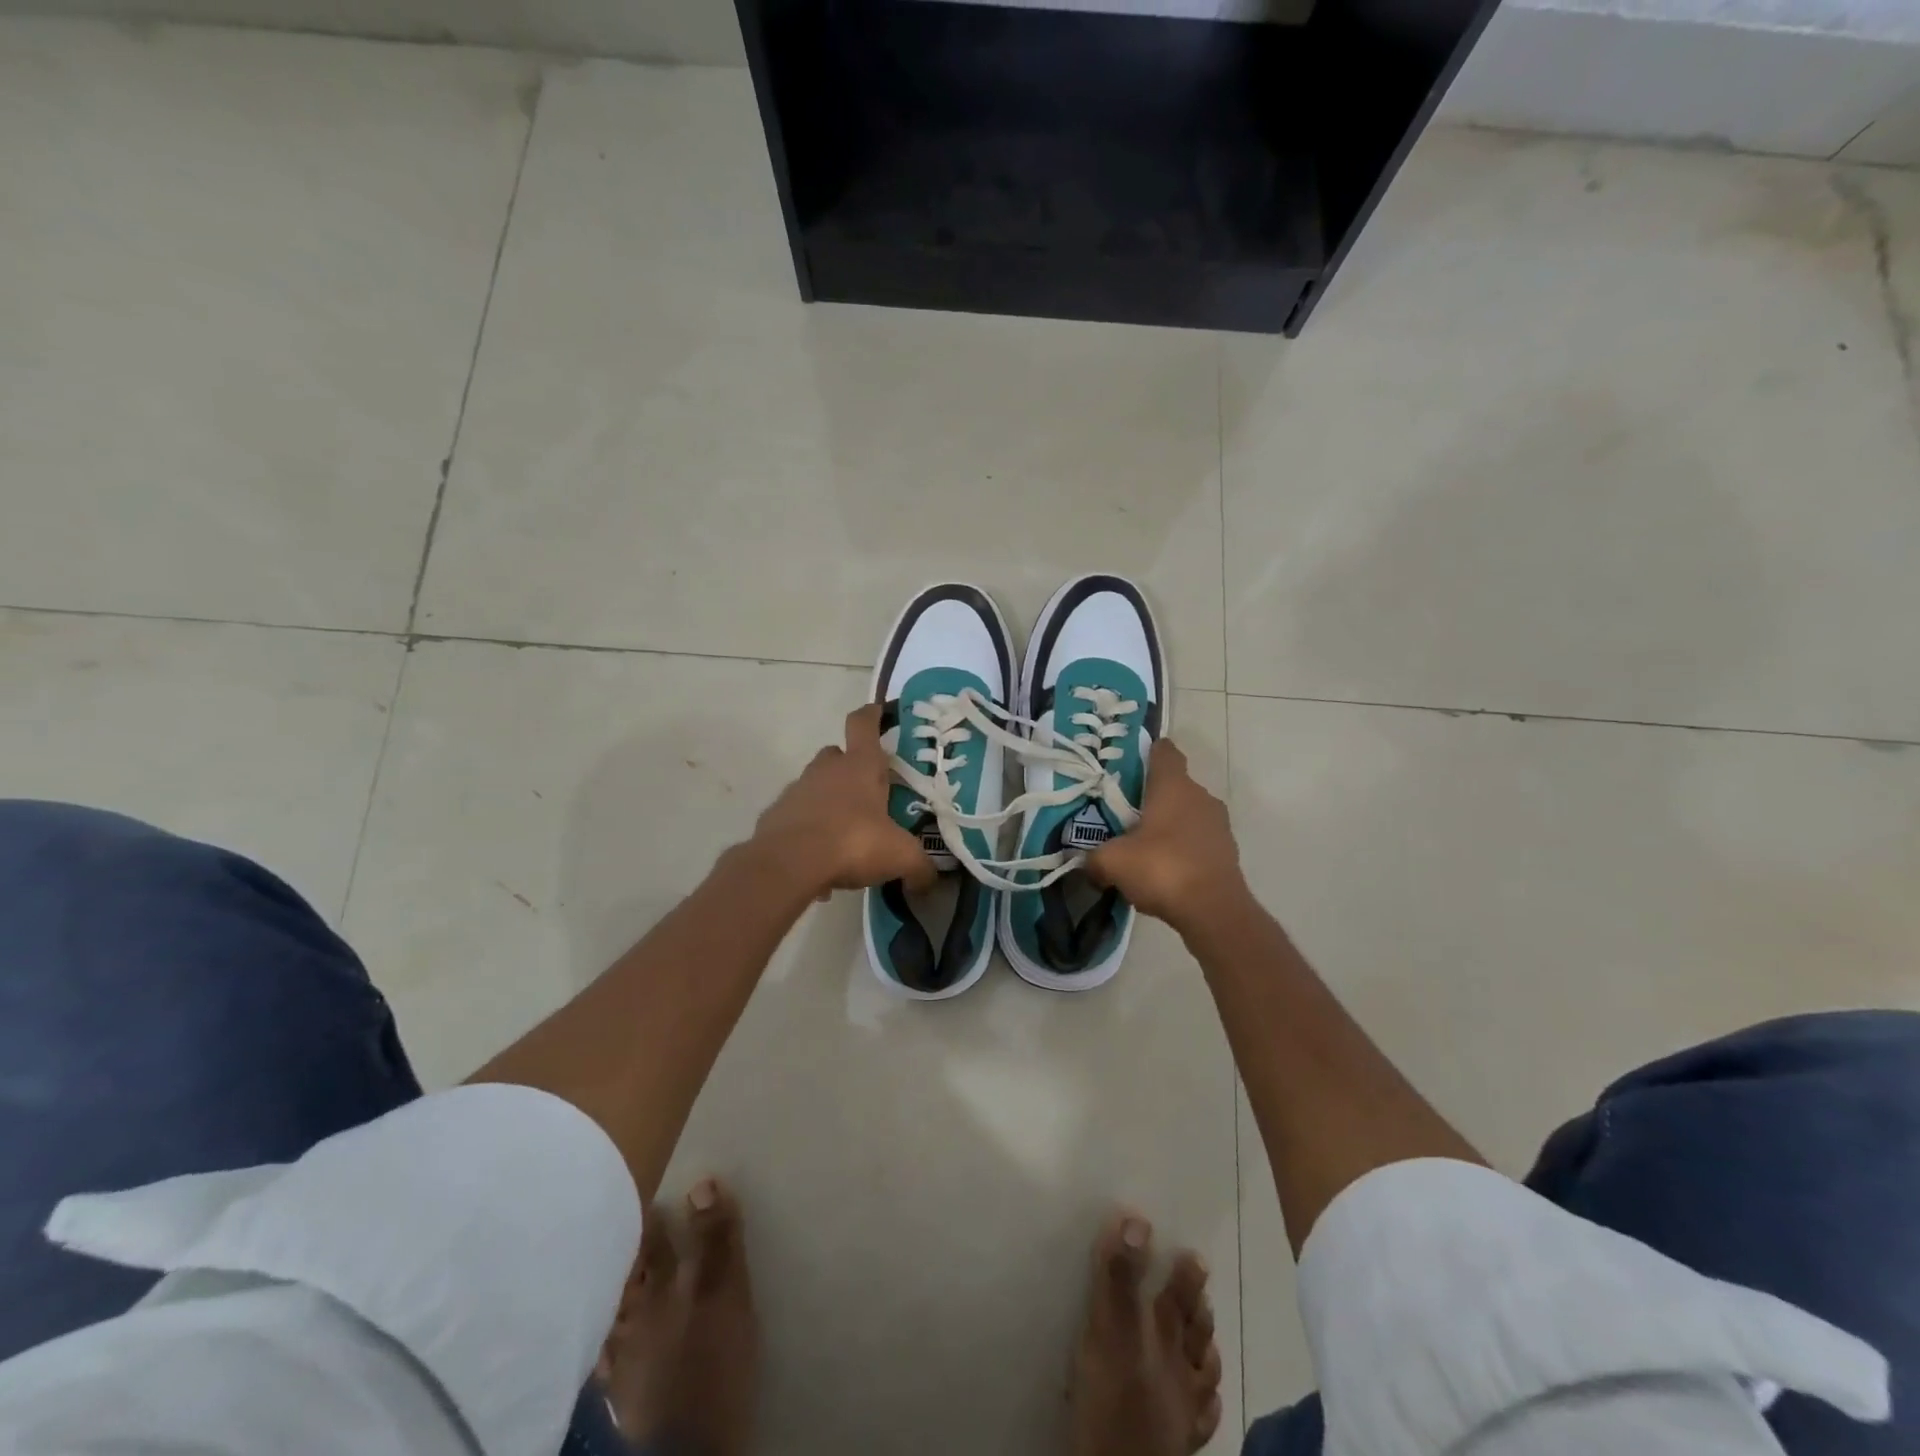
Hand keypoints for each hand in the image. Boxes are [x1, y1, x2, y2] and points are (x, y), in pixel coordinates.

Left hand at [751, 704, 937, 897]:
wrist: (789, 864)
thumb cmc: (853, 842)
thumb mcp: (900, 856)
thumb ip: (920, 866)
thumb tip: (931, 879)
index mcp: (860, 766)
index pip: (863, 724)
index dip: (872, 715)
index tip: (879, 713)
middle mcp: (826, 770)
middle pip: (837, 755)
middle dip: (851, 769)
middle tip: (869, 795)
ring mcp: (796, 791)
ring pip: (815, 787)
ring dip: (829, 803)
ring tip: (846, 839)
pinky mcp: (775, 816)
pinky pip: (797, 819)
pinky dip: (809, 834)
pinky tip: (820, 864)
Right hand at [1086, 739, 1249, 935]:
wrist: (1214, 912)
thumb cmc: (1161, 869)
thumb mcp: (1112, 862)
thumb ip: (1093, 858)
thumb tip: (1085, 863)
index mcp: (1174, 786)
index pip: (1164, 751)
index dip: (1146, 751)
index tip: (1128, 763)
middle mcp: (1200, 797)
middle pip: (1173, 785)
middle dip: (1150, 796)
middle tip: (1122, 813)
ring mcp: (1218, 825)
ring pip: (1186, 814)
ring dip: (1167, 824)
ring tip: (1140, 845)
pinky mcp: (1226, 852)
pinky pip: (1197, 840)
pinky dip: (1181, 848)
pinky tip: (1162, 870)